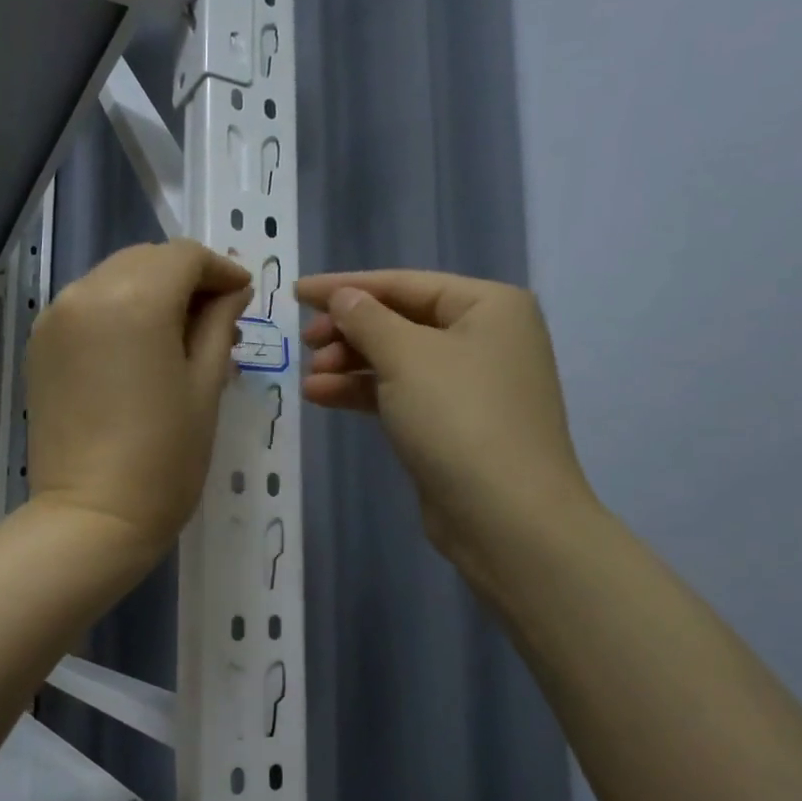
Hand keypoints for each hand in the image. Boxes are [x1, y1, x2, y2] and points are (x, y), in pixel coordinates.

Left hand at [26, 241, 251, 556]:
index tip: (242, 297)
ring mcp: (55, 318)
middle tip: (215, 318)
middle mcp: (87, 293)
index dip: (220, 270)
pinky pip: (86, 306)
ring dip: (150, 293)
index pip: (184, 256)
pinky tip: (137, 350)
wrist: (92, 516)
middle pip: (145, 260)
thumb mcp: (206, 386)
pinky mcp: (40, 345)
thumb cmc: (165, 457)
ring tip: (178, 337)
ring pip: (113, 279)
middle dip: (185, 278)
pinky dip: (117, 311)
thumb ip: (219, 325)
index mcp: (135, 299)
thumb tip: (231, 292)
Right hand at [296, 270, 597, 575]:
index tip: (296, 293)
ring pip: (397, 360)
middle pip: (401, 320)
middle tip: (306, 344)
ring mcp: (470, 384)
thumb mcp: (406, 357)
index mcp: (488, 306)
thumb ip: (367, 319)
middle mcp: (485, 337)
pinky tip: (322, 397)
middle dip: (349, 331)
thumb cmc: (459, 418)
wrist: (505, 516)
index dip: (346, 287)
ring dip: (350, 365)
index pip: (404, 283)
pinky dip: (363, 393)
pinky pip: (400, 394)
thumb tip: (343, 297)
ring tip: (310, 378)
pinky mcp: (453, 424)